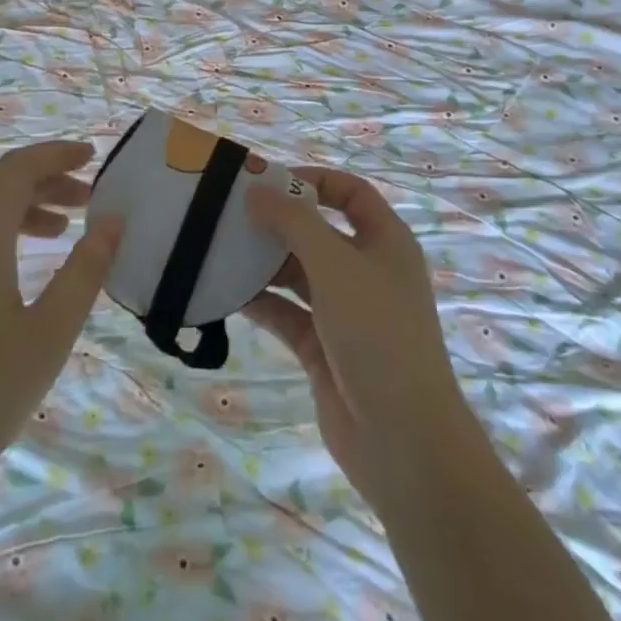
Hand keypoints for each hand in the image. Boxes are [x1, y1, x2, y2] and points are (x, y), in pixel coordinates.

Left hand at [0, 140, 122, 516]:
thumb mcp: (49, 334)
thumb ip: (85, 271)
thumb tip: (113, 220)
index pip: (18, 169)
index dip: (57, 155)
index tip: (93, 156)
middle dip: (46, 182)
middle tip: (87, 199)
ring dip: (22, 209)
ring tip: (61, 231)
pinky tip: (17, 272)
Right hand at [242, 168, 472, 510]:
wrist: (402, 440)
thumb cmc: (378, 334)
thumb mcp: (335, 265)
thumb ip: (294, 222)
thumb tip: (257, 191)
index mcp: (385, 241)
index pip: (349, 192)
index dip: (312, 180)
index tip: (267, 182)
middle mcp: (366, 270)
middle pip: (317, 230)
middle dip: (277, 221)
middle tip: (229, 214)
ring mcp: (344, 311)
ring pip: (298, 272)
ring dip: (263, 261)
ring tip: (218, 249)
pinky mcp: (323, 346)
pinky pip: (286, 312)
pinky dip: (260, 301)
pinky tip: (225, 293)